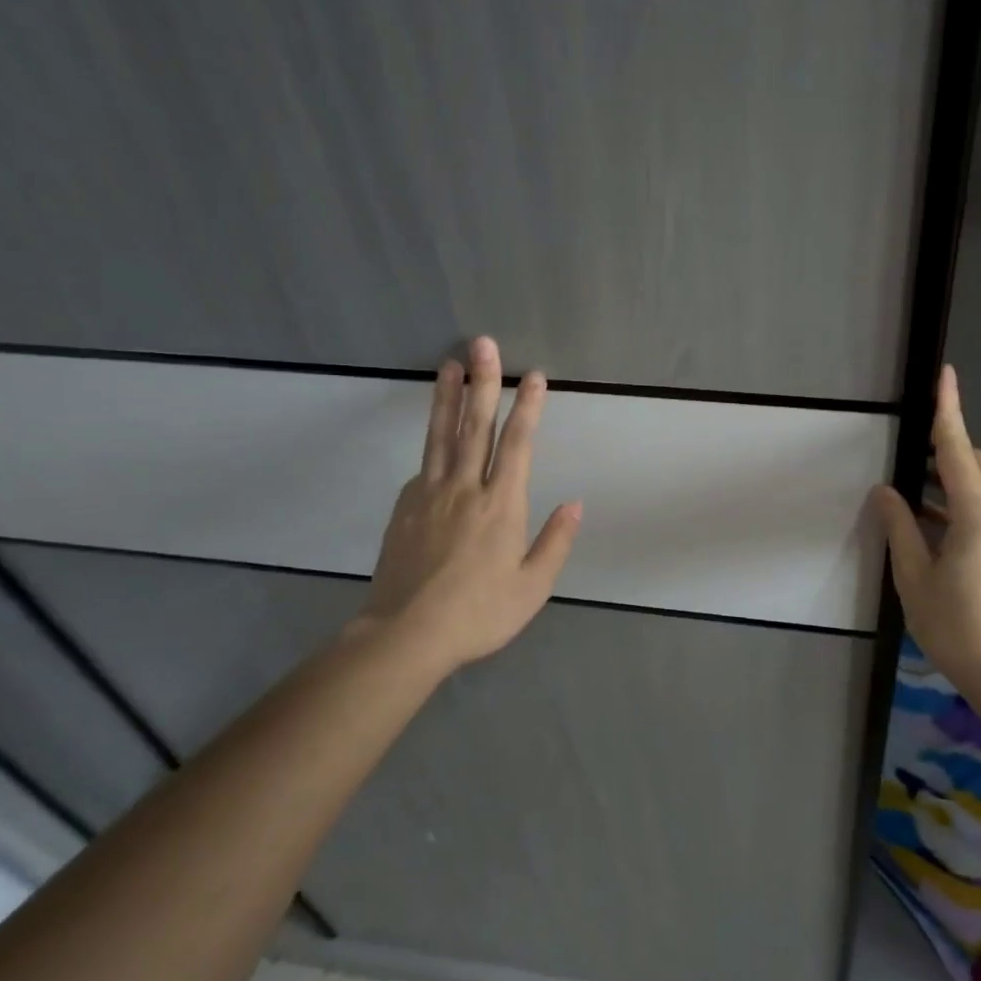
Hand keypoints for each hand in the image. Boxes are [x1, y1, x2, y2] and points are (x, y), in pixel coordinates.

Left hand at [356, 336, 581, 675]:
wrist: (405, 635)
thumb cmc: (478, 614)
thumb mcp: (532, 587)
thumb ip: (555, 542)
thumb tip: (575, 504)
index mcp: (502, 506)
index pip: (518, 445)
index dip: (528, 408)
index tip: (535, 376)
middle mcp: (465, 489)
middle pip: (476, 426)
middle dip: (484, 382)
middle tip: (483, 344)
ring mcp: (429, 494)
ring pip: (442, 436)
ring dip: (448, 397)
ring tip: (449, 364)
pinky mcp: (405, 507)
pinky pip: (424, 466)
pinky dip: (433, 443)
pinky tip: (437, 435)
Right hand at [872, 365, 980, 680]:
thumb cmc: (955, 628)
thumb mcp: (914, 579)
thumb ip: (899, 528)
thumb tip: (885, 492)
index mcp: (978, 518)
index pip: (959, 451)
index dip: (949, 411)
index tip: (946, 376)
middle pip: (977, 463)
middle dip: (948, 450)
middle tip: (911, 460)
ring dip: (953, 479)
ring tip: (915, 495)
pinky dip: (963, 502)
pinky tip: (935, 525)